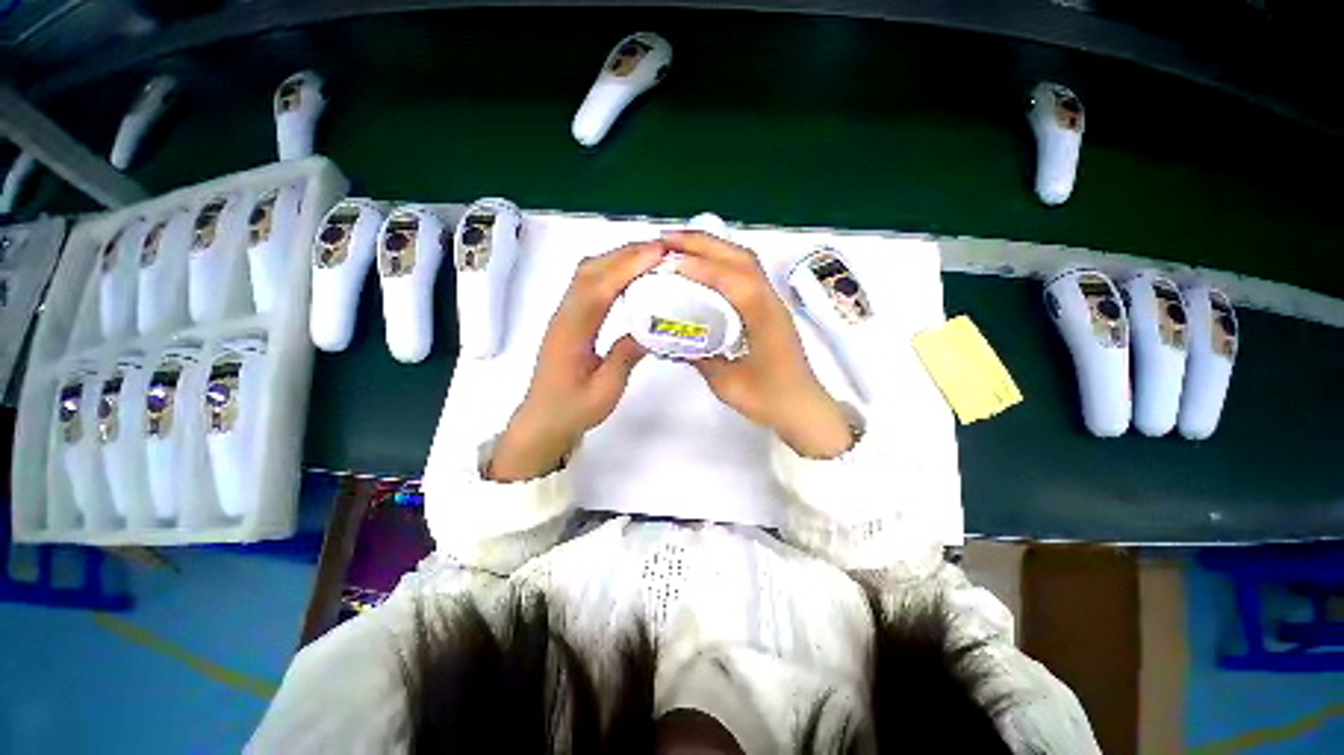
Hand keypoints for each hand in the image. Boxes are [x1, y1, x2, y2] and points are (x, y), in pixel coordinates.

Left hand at [488, 241, 664, 480]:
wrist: (543, 421)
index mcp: (572, 331)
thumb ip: (626, 357)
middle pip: (591, 269)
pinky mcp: (570, 319)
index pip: (599, 286)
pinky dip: (610, 271)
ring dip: (617, 258)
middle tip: (662, 249)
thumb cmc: (572, 410)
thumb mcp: (605, 390)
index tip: (658, 253)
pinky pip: (588, 284)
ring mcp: (565, 314)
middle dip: (626, 253)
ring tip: (650, 256)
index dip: (628, 265)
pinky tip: (629, 276)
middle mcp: (565, 314)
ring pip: (587, 273)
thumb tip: (651, 330)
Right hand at [661, 231, 854, 458]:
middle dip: (702, 242)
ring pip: (744, 260)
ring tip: (679, 247)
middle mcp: (770, 301)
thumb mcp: (727, 383)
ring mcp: (772, 301)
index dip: (700, 266)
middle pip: (739, 256)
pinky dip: (721, 262)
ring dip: (712, 247)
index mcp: (764, 317)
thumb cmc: (770, 400)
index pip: (732, 279)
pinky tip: (702, 268)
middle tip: (665, 240)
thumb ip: (700, 358)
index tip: (666, 263)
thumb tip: (672, 342)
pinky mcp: (768, 308)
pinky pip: (745, 273)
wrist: (805, 409)